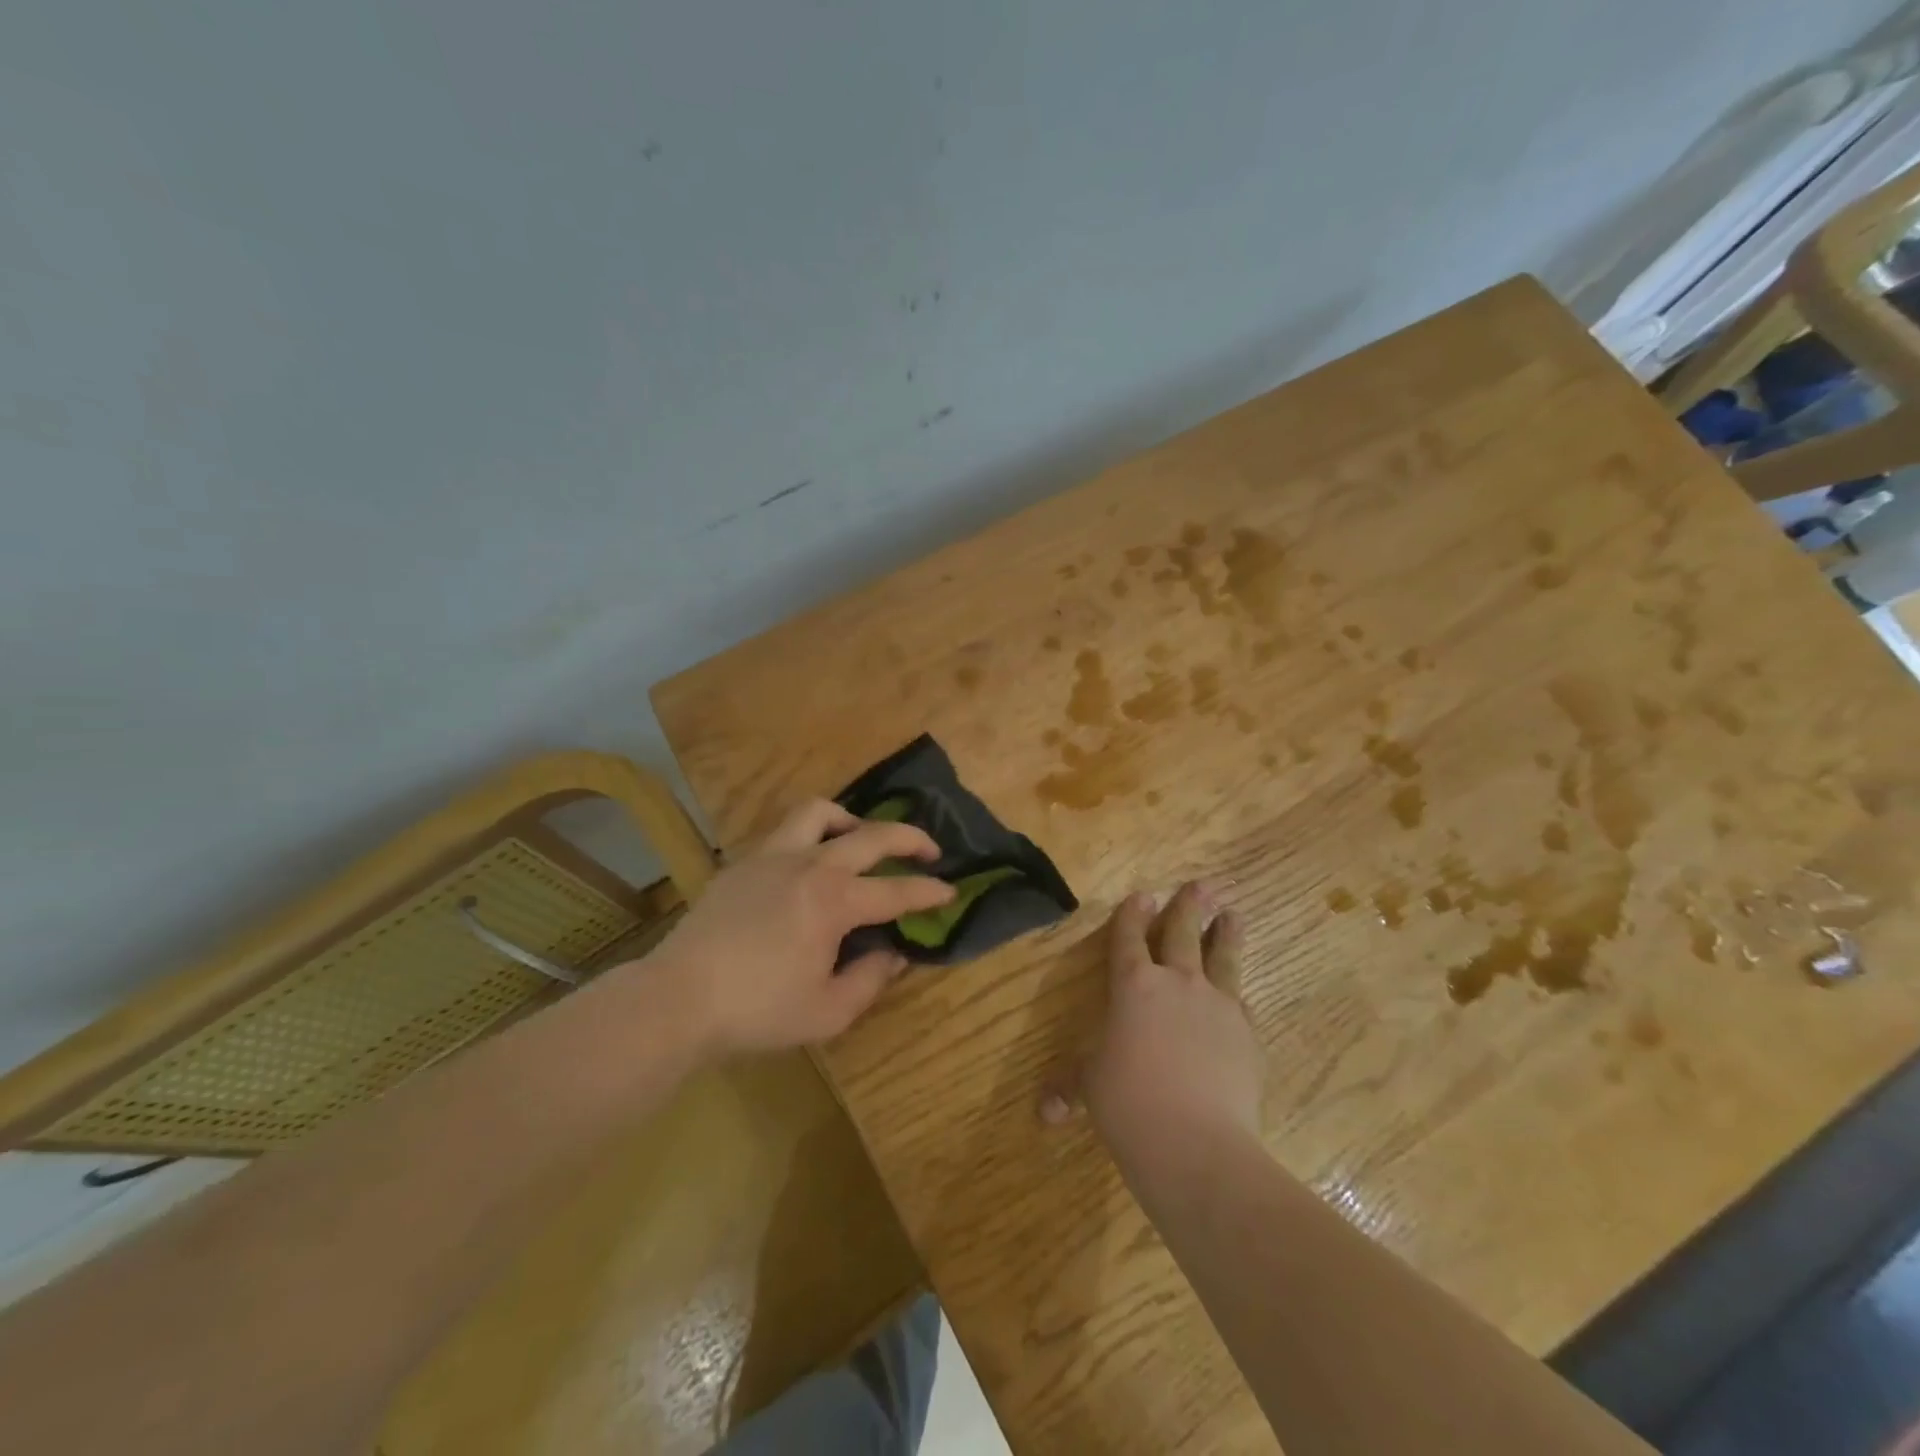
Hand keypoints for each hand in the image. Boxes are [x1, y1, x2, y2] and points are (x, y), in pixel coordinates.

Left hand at [646, 799, 954, 1054]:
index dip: (929, 892)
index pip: (896, 890)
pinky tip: (808, 864)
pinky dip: (810, 835)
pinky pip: (786, 831)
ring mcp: (773, 856)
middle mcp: (810, 865)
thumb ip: (870, 979)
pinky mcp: (744, 862)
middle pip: (871, 835)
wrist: (679, 998)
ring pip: (820, 812)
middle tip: (929, 850)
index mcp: (835, 901)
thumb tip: (894, 953)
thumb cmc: (758, 1010)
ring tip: (861, 838)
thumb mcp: (828, 1012)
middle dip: (910, 838)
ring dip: (851, 820)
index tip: (950, 891)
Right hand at [1047, 882, 1262, 1155]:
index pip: (1129, 937)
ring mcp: (1218, 1005)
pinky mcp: (1247, 1034)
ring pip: (1223, 958)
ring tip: (1234, 915)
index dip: (1133, 914)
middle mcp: (1177, 983)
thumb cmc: (1128, 1104)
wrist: (1197, 1143)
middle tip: (1201, 884)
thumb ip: (1070, 1089)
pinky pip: (1241, 1003)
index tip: (1142, 895)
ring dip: (1227, 934)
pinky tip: (1240, 996)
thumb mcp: (1091, 1089)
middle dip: (1189, 906)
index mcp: (1133, 985)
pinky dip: (1237, 994)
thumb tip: (1045, 1112)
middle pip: (1183, 933)